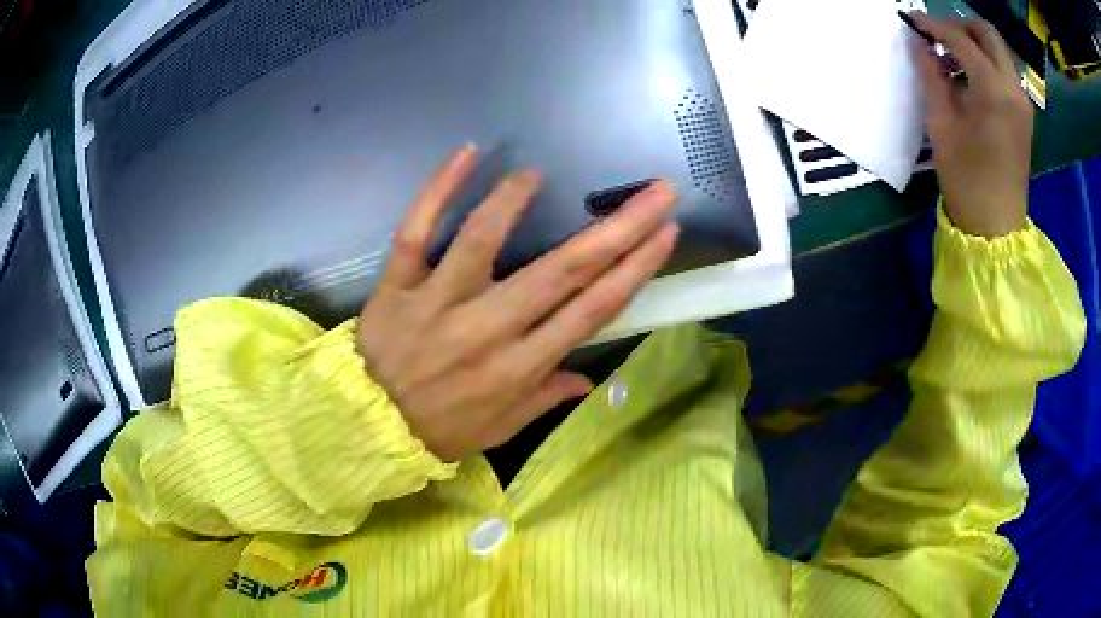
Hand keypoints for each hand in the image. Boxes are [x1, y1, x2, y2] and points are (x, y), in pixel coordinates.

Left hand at [356, 146, 678, 461]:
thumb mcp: (500, 429)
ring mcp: (439, 302)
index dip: (635, 269)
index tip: (665, 233)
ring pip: (483, 239)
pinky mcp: (398, 285)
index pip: (592, 309)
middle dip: (618, 227)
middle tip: (656, 191)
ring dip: (516, 200)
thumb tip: (585, 379)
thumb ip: (544, 398)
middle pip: (562, 270)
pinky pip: (416, 231)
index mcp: (520, 367)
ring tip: (538, 174)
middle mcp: (488, 329)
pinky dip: (438, 190)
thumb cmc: (439, 431)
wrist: (367, 428)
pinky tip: (467, 153)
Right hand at [912, 15, 1033, 237]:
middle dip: (961, 26)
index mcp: (993, 91)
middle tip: (938, 34)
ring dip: (975, 43)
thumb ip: (931, 76)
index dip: (934, 25)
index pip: (961, 40)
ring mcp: (1022, 103)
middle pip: (988, 34)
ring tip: (951, 56)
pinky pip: (1005, 72)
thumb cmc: (966, 180)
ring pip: (998, 50)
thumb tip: (919, 44)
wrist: (996, 228)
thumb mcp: (941, 125)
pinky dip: (986, 63)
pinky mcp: (1024, 114)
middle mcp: (1013, 89)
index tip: (913, 21)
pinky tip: (969, 77)